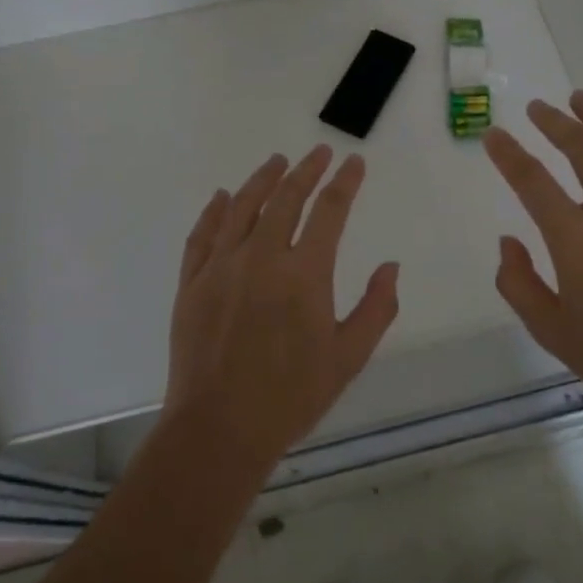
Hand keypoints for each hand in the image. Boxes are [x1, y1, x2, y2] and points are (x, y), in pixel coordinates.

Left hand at [162, 145, 400, 474]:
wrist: (219, 430)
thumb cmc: (291, 397)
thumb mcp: (348, 358)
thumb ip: (376, 308)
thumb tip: (390, 266)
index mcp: (304, 274)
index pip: (330, 211)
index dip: (345, 182)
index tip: (354, 162)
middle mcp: (261, 258)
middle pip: (286, 198)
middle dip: (307, 170)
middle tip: (319, 153)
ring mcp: (221, 267)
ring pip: (243, 207)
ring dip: (262, 179)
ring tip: (277, 161)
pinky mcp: (192, 283)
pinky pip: (203, 235)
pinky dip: (215, 211)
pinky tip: (223, 197)